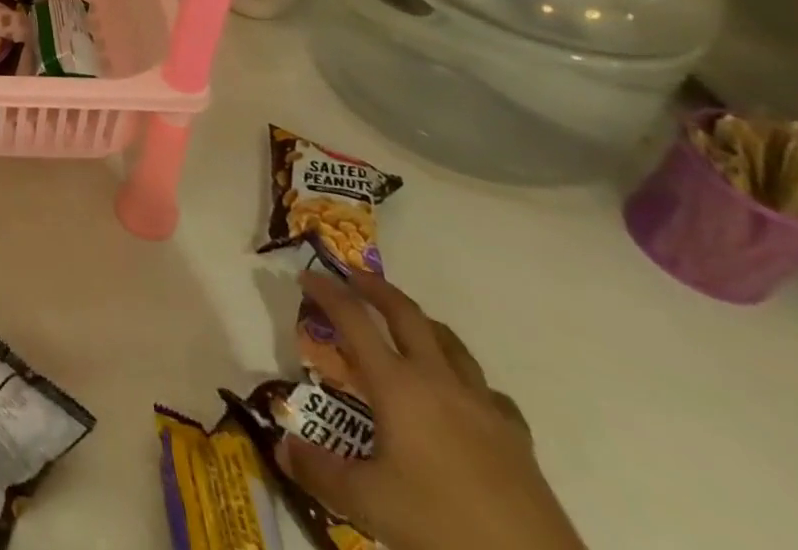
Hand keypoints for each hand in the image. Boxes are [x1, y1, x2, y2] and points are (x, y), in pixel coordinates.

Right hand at [280, 269, 585, 549]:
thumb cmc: (444, 528)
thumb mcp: (370, 505)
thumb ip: (320, 472)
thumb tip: (281, 448)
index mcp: (397, 385)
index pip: (353, 319)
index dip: (327, 292)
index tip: (306, 274)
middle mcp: (438, 380)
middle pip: (406, 314)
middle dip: (375, 288)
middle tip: (352, 276)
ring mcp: (482, 406)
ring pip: (450, 342)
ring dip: (421, 322)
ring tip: (404, 324)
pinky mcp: (516, 438)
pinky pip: (487, 389)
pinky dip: (466, 378)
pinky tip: (462, 396)